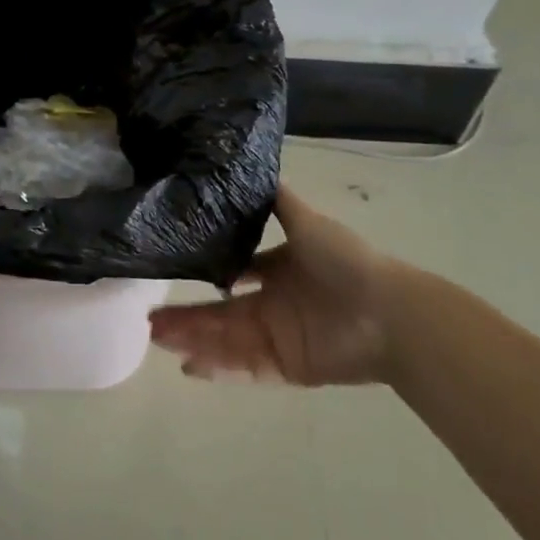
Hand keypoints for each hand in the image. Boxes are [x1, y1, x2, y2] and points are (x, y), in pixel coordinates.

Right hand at [148, 183, 403, 385]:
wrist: (389, 313)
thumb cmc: (346, 263)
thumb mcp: (309, 222)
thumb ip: (279, 202)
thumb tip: (248, 170)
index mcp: (278, 271)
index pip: (233, 274)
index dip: (204, 276)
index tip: (172, 274)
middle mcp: (273, 304)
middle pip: (220, 312)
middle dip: (186, 317)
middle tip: (149, 321)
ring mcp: (278, 338)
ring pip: (225, 340)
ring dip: (193, 341)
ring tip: (158, 341)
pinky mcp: (287, 368)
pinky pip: (246, 369)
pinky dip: (220, 369)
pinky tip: (190, 367)